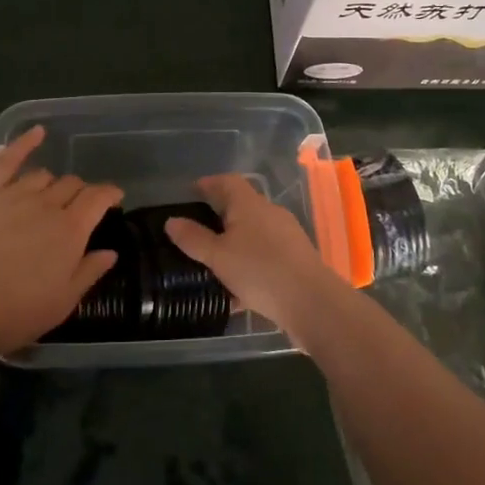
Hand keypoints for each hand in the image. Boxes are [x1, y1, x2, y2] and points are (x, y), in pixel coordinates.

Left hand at [0, 127, 121, 360]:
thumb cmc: (12, 313)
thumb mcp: (60, 304)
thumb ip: (88, 273)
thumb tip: (110, 251)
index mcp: (70, 230)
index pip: (98, 198)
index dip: (110, 195)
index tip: (115, 198)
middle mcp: (46, 205)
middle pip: (71, 185)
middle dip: (80, 193)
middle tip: (77, 210)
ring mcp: (12, 195)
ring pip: (42, 176)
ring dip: (52, 184)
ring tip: (48, 197)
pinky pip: (7, 160)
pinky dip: (24, 142)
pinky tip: (37, 132)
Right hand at [165, 175, 342, 338]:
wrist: (313, 302)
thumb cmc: (260, 271)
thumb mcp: (218, 256)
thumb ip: (193, 239)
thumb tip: (172, 221)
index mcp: (250, 204)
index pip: (227, 181)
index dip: (208, 183)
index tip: (191, 192)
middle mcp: (270, 213)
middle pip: (241, 205)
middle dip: (219, 215)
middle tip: (196, 230)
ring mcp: (286, 235)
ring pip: (253, 232)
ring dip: (234, 242)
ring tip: (213, 262)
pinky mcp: (296, 258)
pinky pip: (265, 254)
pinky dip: (248, 263)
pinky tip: (237, 290)